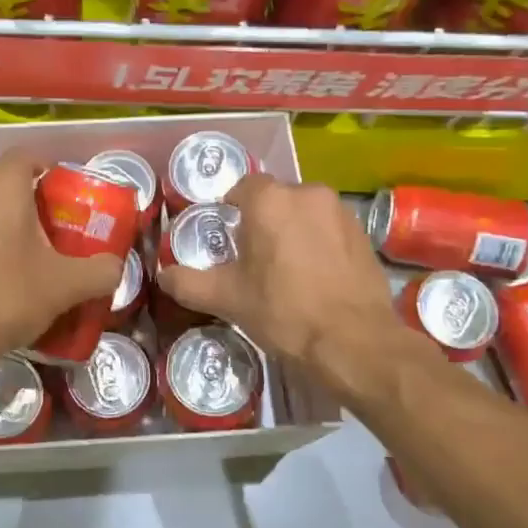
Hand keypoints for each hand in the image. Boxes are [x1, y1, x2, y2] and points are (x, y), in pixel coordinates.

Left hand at [0, 150, 125, 368]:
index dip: (49, 167)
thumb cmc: (8, 294)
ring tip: (37, 245)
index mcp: (2, 188)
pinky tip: (10, 269)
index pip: (25, 156)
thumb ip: (100, 271)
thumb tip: (116, 267)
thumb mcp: (67, 284)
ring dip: (9, 217)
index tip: (70, 192)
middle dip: (31, 193)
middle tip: (59, 218)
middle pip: (4, 179)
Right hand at [157, 176, 432, 384]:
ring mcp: (340, 212)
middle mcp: (307, 194)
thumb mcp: (226, 299)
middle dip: (264, 221)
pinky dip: (320, 244)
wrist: (353, 341)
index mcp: (270, 201)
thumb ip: (188, 283)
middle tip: (254, 256)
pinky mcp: (364, 234)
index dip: (233, 208)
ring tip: (287, 268)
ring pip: (306, 213)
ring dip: (294, 230)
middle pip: (276, 199)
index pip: (243, 187)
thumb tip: (163, 276)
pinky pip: (330, 229)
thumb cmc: (283, 311)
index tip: (228, 235)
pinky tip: (316, 276)